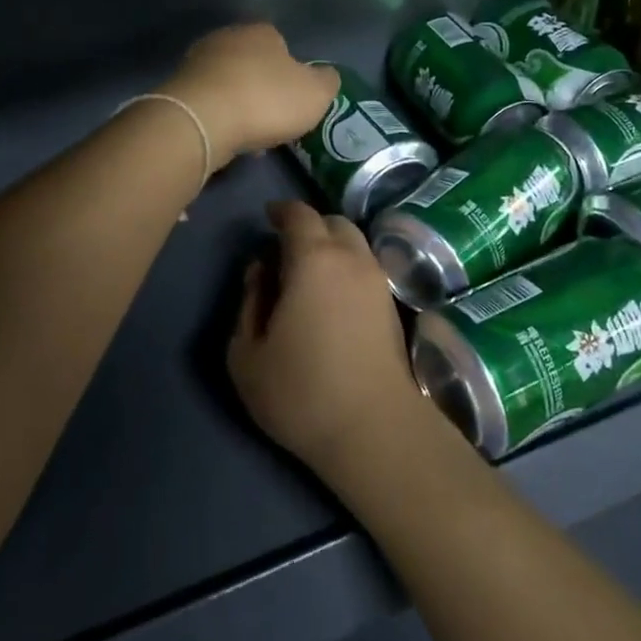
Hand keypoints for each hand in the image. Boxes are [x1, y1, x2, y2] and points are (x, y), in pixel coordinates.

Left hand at [163, 23, 338, 165]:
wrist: (202, 121)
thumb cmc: (266, 100)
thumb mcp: (315, 94)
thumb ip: (326, 81)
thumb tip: (325, 75)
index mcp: (261, 32)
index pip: (281, 43)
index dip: (291, 72)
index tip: (294, 98)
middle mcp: (227, 38)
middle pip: (251, 63)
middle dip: (262, 88)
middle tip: (273, 118)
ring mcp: (197, 62)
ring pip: (228, 84)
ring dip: (240, 106)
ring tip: (251, 136)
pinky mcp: (177, 89)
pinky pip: (208, 103)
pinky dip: (219, 118)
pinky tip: (227, 139)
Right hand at [228, 200, 426, 477]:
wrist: (374, 430)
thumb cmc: (301, 391)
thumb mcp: (247, 353)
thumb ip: (248, 302)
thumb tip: (262, 272)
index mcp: (314, 258)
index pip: (299, 214)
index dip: (280, 211)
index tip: (267, 218)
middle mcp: (352, 258)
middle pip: (331, 222)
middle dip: (307, 226)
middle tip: (284, 250)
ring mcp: (378, 280)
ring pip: (354, 243)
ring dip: (330, 246)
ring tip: (308, 275)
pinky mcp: (393, 305)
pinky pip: (366, 266)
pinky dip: (347, 266)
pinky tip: (331, 297)